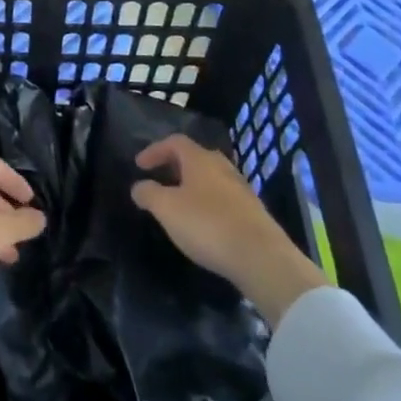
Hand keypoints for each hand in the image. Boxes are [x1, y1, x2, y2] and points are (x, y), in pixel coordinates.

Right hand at [129, 135, 326, 326]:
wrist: (261, 258)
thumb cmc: (207, 225)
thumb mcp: (167, 209)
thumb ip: (148, 194)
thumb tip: (139, 186)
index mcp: (200, 159)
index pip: (175, 142)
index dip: (154, 150)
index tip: (139, 166)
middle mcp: (223, 167)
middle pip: (195, 157)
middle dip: (174, 166)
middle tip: (159, 180)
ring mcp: (241, 189)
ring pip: (211, 178)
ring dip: (192, 185)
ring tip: (179, 203)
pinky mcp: (253, 212)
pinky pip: (223, 198)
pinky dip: (207, 202)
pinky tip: (203, 222)